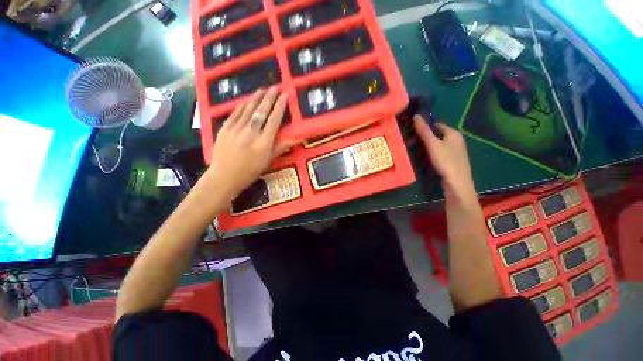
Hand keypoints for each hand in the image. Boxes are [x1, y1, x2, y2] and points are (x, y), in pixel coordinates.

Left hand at [206, 87, 288, 198]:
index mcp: (264, 142)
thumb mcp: (268, 161)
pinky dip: (242, 105)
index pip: (274, 120)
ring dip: (256, 98)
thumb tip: (297, 138)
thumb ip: (281, 147)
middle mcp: (251, 132)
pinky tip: (246, 100)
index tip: (284, 96)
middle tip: (275, 87)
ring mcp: (236, 129)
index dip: (280, 106)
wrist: (224, 177)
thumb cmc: (250, 172)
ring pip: (248, 109)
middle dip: (269, 97)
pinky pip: (235, 113)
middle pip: (262, 111)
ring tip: (262, 89)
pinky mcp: (225, 128)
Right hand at [413, 116, 475, 201]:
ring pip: (439, 143)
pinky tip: (426, 158)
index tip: (412, 130)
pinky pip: (441, 151)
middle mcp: (457, 139)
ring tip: (415, 149)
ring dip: (428, 145)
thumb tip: (416, 116)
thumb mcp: (432, 145)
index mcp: (453, 133)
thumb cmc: (445, 161)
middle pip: (438, 134)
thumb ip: (424, 131)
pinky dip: (433, 152)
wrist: (457, 182)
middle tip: (411, 141)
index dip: (425, 126)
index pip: (437, 124)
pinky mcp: (453, 160)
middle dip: (425, 136)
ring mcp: (456, 150)